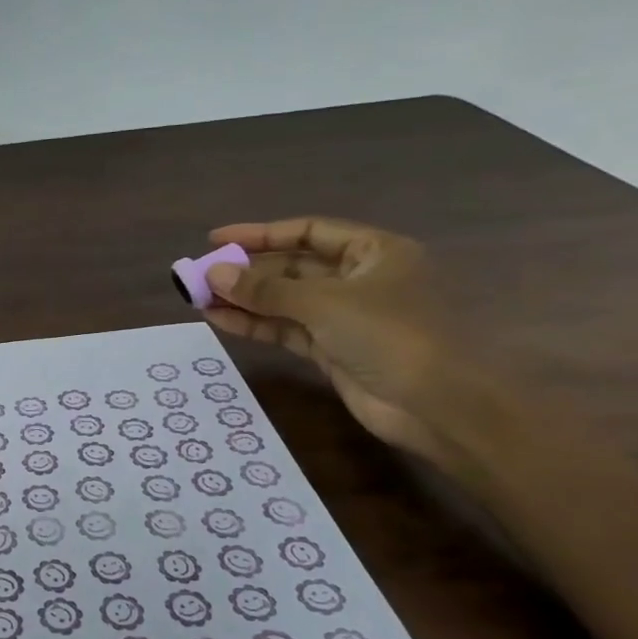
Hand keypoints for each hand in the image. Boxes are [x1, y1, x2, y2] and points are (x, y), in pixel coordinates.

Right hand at [200, 218, 453, 463]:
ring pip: (285, 300)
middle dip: (247, 271)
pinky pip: (286, 328)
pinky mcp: (333, 350)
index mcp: (374, 252)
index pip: (309, 232)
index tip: (215, 239)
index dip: (261, 234)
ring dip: (244, 299)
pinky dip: (255, 323)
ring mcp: (346, 317)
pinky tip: (219, 319)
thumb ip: (265, 289)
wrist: (438, 406)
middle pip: (293, 266)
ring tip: (198, 298)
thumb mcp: (324, 303)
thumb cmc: (391, 335)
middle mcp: (360, 279)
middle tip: (200, 275)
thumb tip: (213, 273)